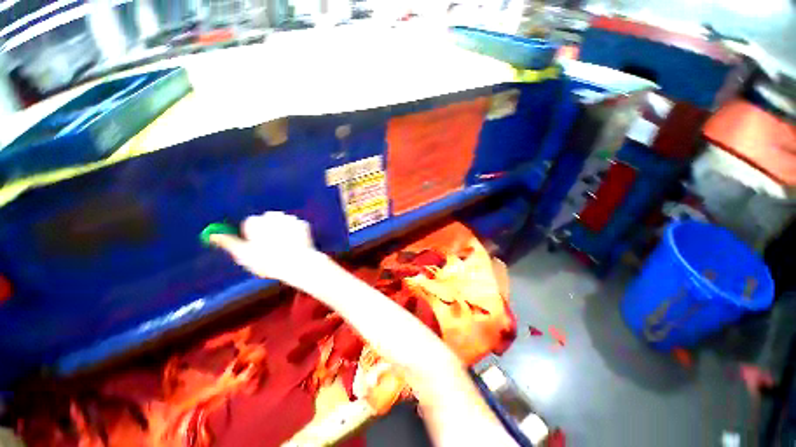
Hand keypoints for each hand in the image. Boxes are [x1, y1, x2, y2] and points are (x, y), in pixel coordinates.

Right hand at [210, 212, 317, 283]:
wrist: (298, 262)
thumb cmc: (268, 261)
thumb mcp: (244, 254)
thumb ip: (228, 242)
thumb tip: (212, 234)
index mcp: (255, 221)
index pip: (250, 224)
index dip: (253, 236)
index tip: (258, 247)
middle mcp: (273, 216)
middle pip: (267, 221)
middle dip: (268, 231)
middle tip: (272, 248)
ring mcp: (290, 218)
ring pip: (282, 222)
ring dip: (282, 230)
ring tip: (285, 247)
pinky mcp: (303, 223)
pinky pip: (296, 226)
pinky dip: (295, 233)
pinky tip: (296, 244)